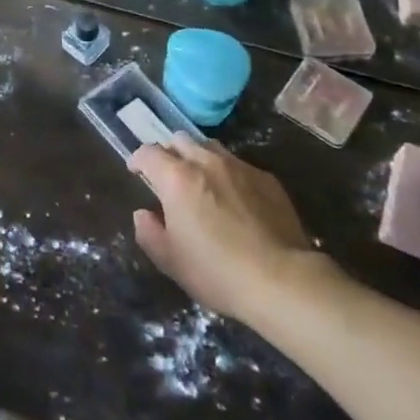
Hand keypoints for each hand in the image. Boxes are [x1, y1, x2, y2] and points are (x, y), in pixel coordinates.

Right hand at [128, 135, 318, 322]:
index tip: (136, 171)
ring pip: (211, 147)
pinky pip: (239, 165)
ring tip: (202, 182)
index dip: (138, 159)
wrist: (282, 280)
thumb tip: (143, 214)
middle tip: (169, 177)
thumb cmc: (217, 272)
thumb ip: (149, 232)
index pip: (148, 152)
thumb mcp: (170, 261)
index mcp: (177, 178)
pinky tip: (236, 199)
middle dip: (169, 153)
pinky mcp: (267, 179)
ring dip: (199, 158)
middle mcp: (207, 162)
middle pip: (180, 140)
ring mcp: (240, 167)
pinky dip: (228, 174)